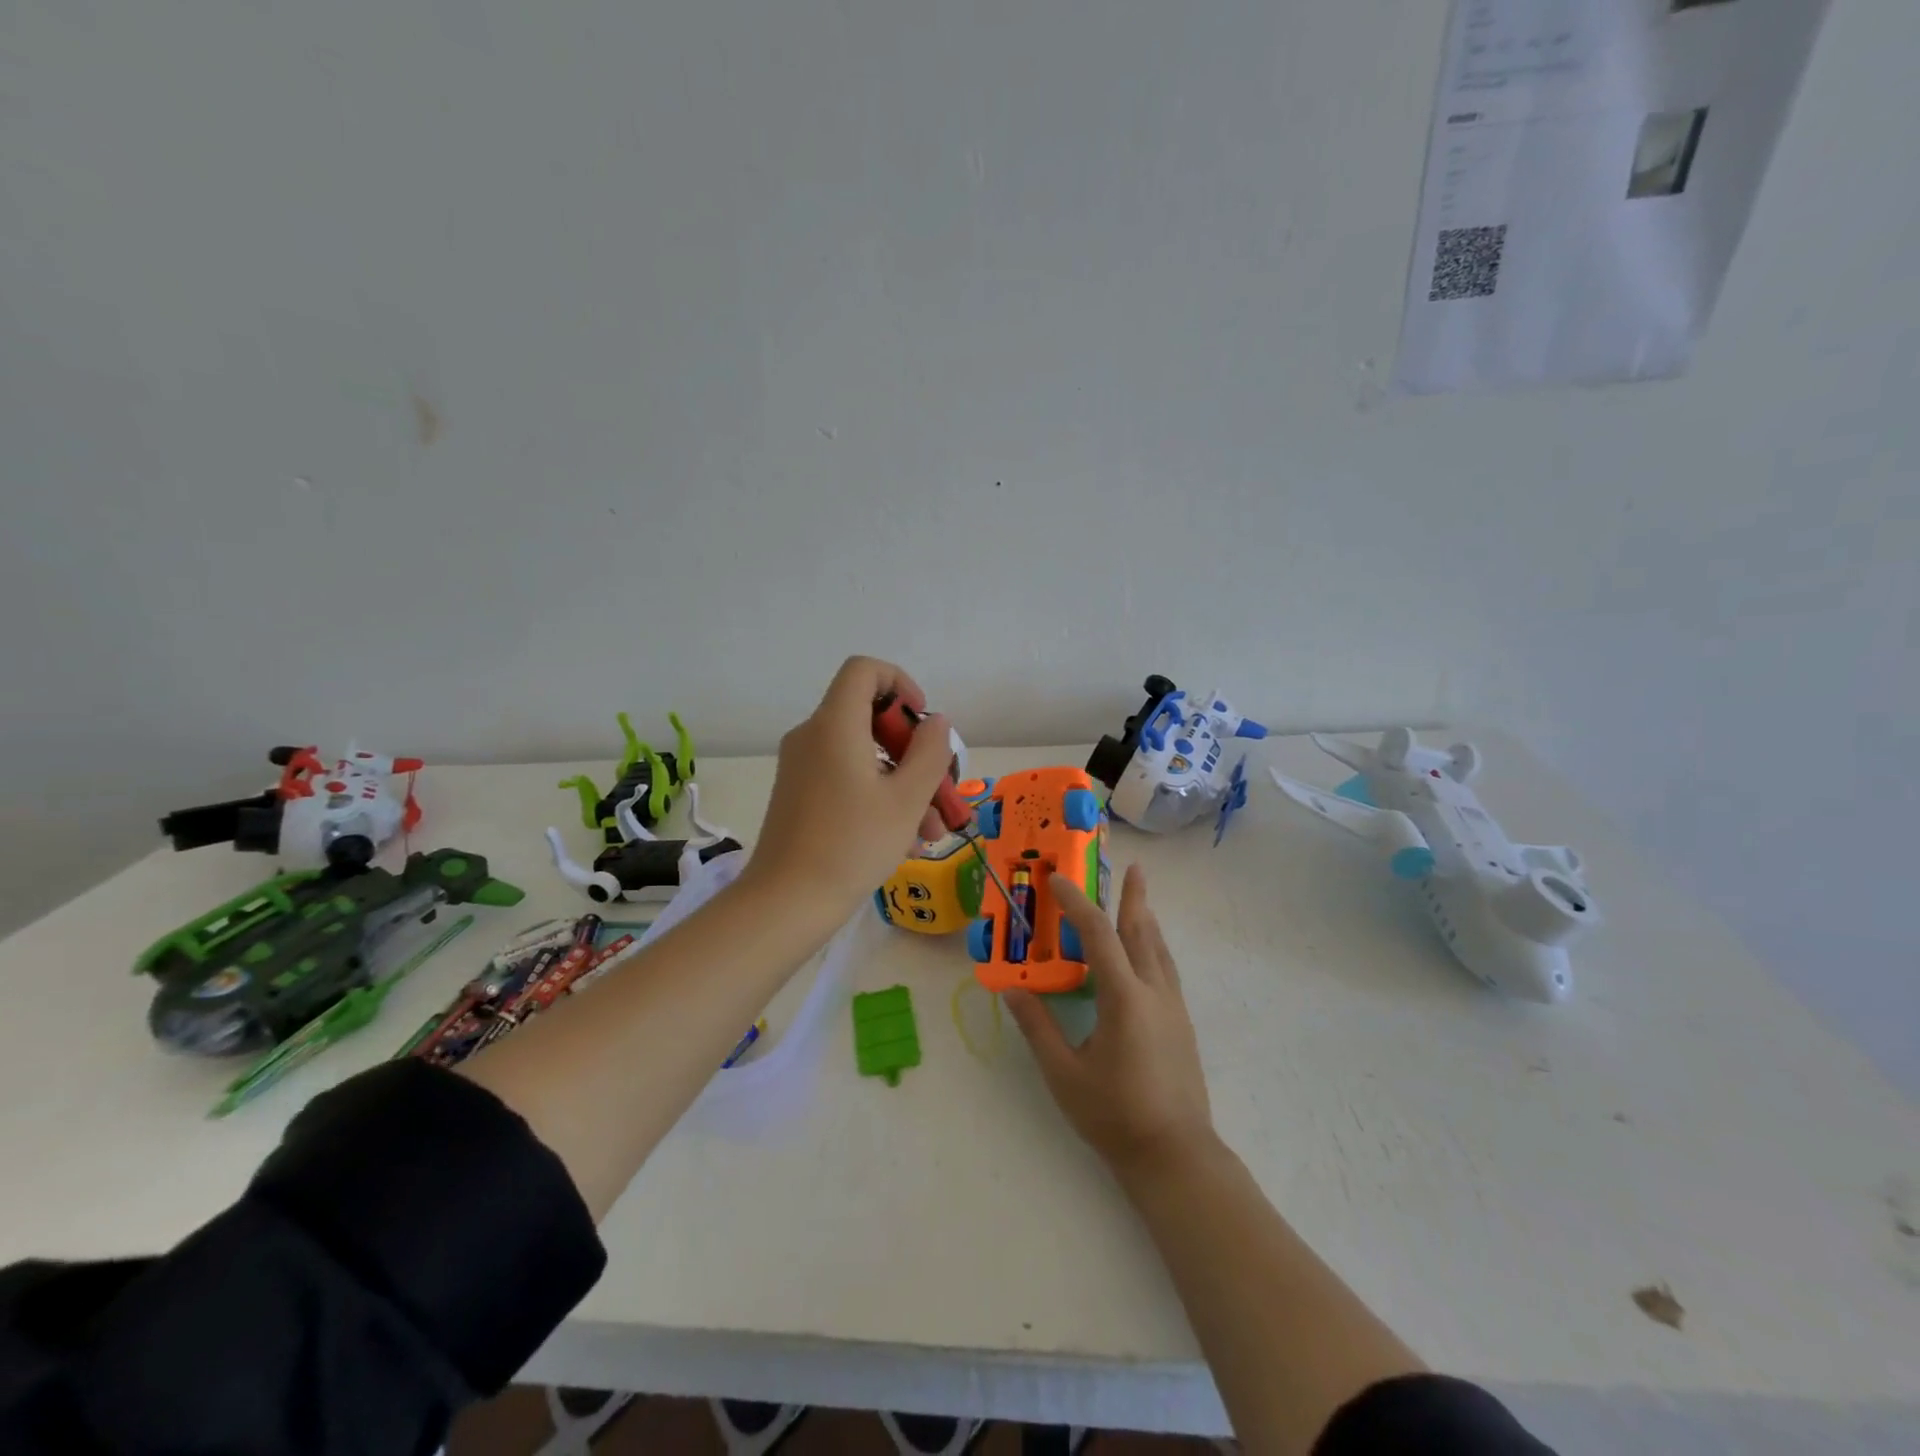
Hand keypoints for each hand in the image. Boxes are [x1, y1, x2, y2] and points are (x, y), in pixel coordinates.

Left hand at [741, 656, 952, 923]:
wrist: (786, 902)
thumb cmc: (852, 844)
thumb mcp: (907, 799)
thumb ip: (930, 752)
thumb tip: (936, 722)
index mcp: (835, 725)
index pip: (864, 670)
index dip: (900, 683)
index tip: (922, 722)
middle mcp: (812, 736)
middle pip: (869, 718)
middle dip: (912, 750)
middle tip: (939, 788)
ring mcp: (802, 766)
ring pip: (863, 756)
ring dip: (902, 783)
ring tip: (931, 829)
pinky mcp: (798, 794)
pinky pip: (845, 778)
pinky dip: (877, 796)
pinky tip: (906, 840)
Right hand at [1006, 865, 1213, 1179]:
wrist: (1176, 1155)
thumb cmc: (1115, 1115)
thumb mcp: (1064, 1074)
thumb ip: (1038, 1028)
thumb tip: (1010, 990)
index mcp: (1124, 998)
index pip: (1099, 936)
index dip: (1078, 904)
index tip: (1059, 881)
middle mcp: (1154, 993)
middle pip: (1142, 932)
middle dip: (1134, 898)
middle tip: (1135, 868)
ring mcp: (1173, 1008)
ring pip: (1160, 951)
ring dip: (1147, 920)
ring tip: (1141, 900)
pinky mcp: (1182, 1025)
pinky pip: (1167, 970)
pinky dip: (1155, 948)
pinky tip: (1149, 955)